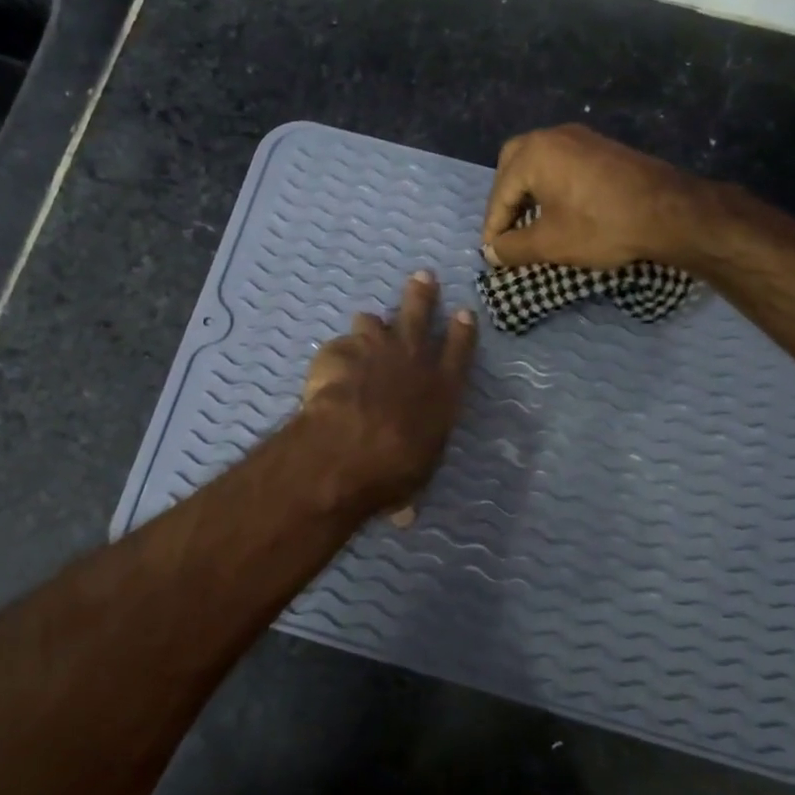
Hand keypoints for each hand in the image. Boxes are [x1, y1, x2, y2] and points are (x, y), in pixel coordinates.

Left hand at [299, 270, 476, 516]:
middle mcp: (413, 360)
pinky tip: (329, 366)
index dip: (463, 331)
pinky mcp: (339, 352)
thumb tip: (404, 517)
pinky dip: (336, 354)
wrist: (350, 448)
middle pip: (420, 315)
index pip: (459, 351)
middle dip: (422, 294)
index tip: (465, 312)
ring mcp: (375, 350)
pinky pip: (339, 345)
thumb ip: (408, 487)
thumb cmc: (395, 469)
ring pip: (375, 321)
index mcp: (442, 389)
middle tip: (422, 276)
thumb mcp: (414, 480)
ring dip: (372, 323)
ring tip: (368, 324)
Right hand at [482, 124, 716, 271]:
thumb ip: (512, 248)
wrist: (669, 213)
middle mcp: (553, 136)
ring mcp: (580, 138)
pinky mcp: (601, 148)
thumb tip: (491, 253)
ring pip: (538, 162)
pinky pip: (561, 163)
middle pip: (513, 165)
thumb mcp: (549, 244)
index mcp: (534, 154)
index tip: (492, 254)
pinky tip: (557, 210)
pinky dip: (549, 185)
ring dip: (527, 192)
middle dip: (505, 199)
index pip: (500, 194)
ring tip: (529, 224)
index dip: (493, 228)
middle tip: (507, 229)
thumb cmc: (601, 226)